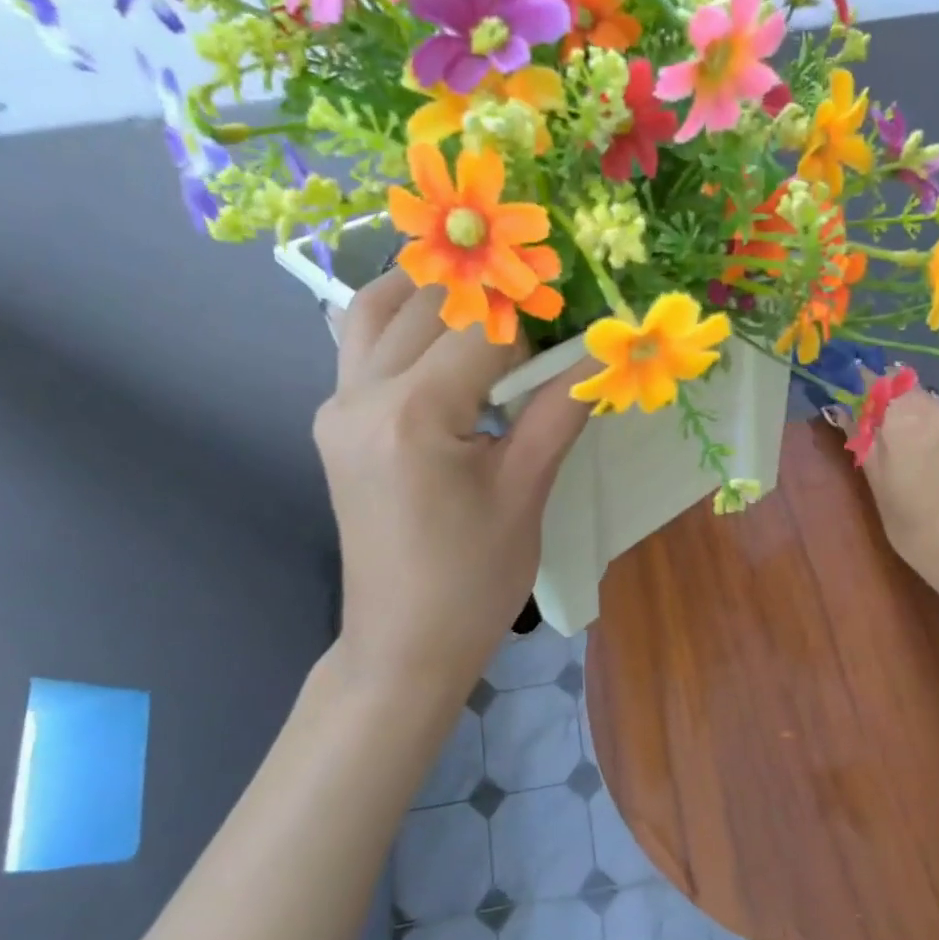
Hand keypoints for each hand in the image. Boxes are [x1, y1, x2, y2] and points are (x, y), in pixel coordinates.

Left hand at [314, 270, 590, 707]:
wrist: (402, 645)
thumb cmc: (474, 581)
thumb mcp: (526, 493)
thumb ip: (560, 409)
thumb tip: (603, 351)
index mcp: (414, 415)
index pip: (482, 329)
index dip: (536, 317)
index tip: (576, 317)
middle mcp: (361, 395)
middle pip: (429, 305)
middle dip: (492, 299)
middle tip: (544, 312)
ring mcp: (337, 406)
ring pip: (378, 309)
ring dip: (436, 294)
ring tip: (492, 307)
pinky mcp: (335, 422)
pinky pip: (364, 344)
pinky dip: (406, 324)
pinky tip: (449, 342)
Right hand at [857, 385, 938, 602]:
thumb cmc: (918, 529)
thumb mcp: (880, 489)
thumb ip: (864, 443)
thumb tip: (844, 411)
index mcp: (905, 421)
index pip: (880, 384)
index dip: (865, 387)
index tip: (855, 400)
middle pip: (911, 393)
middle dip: (894, 406)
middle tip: (884, 436)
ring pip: (938, 410)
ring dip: (922, 421)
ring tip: (916, 456)